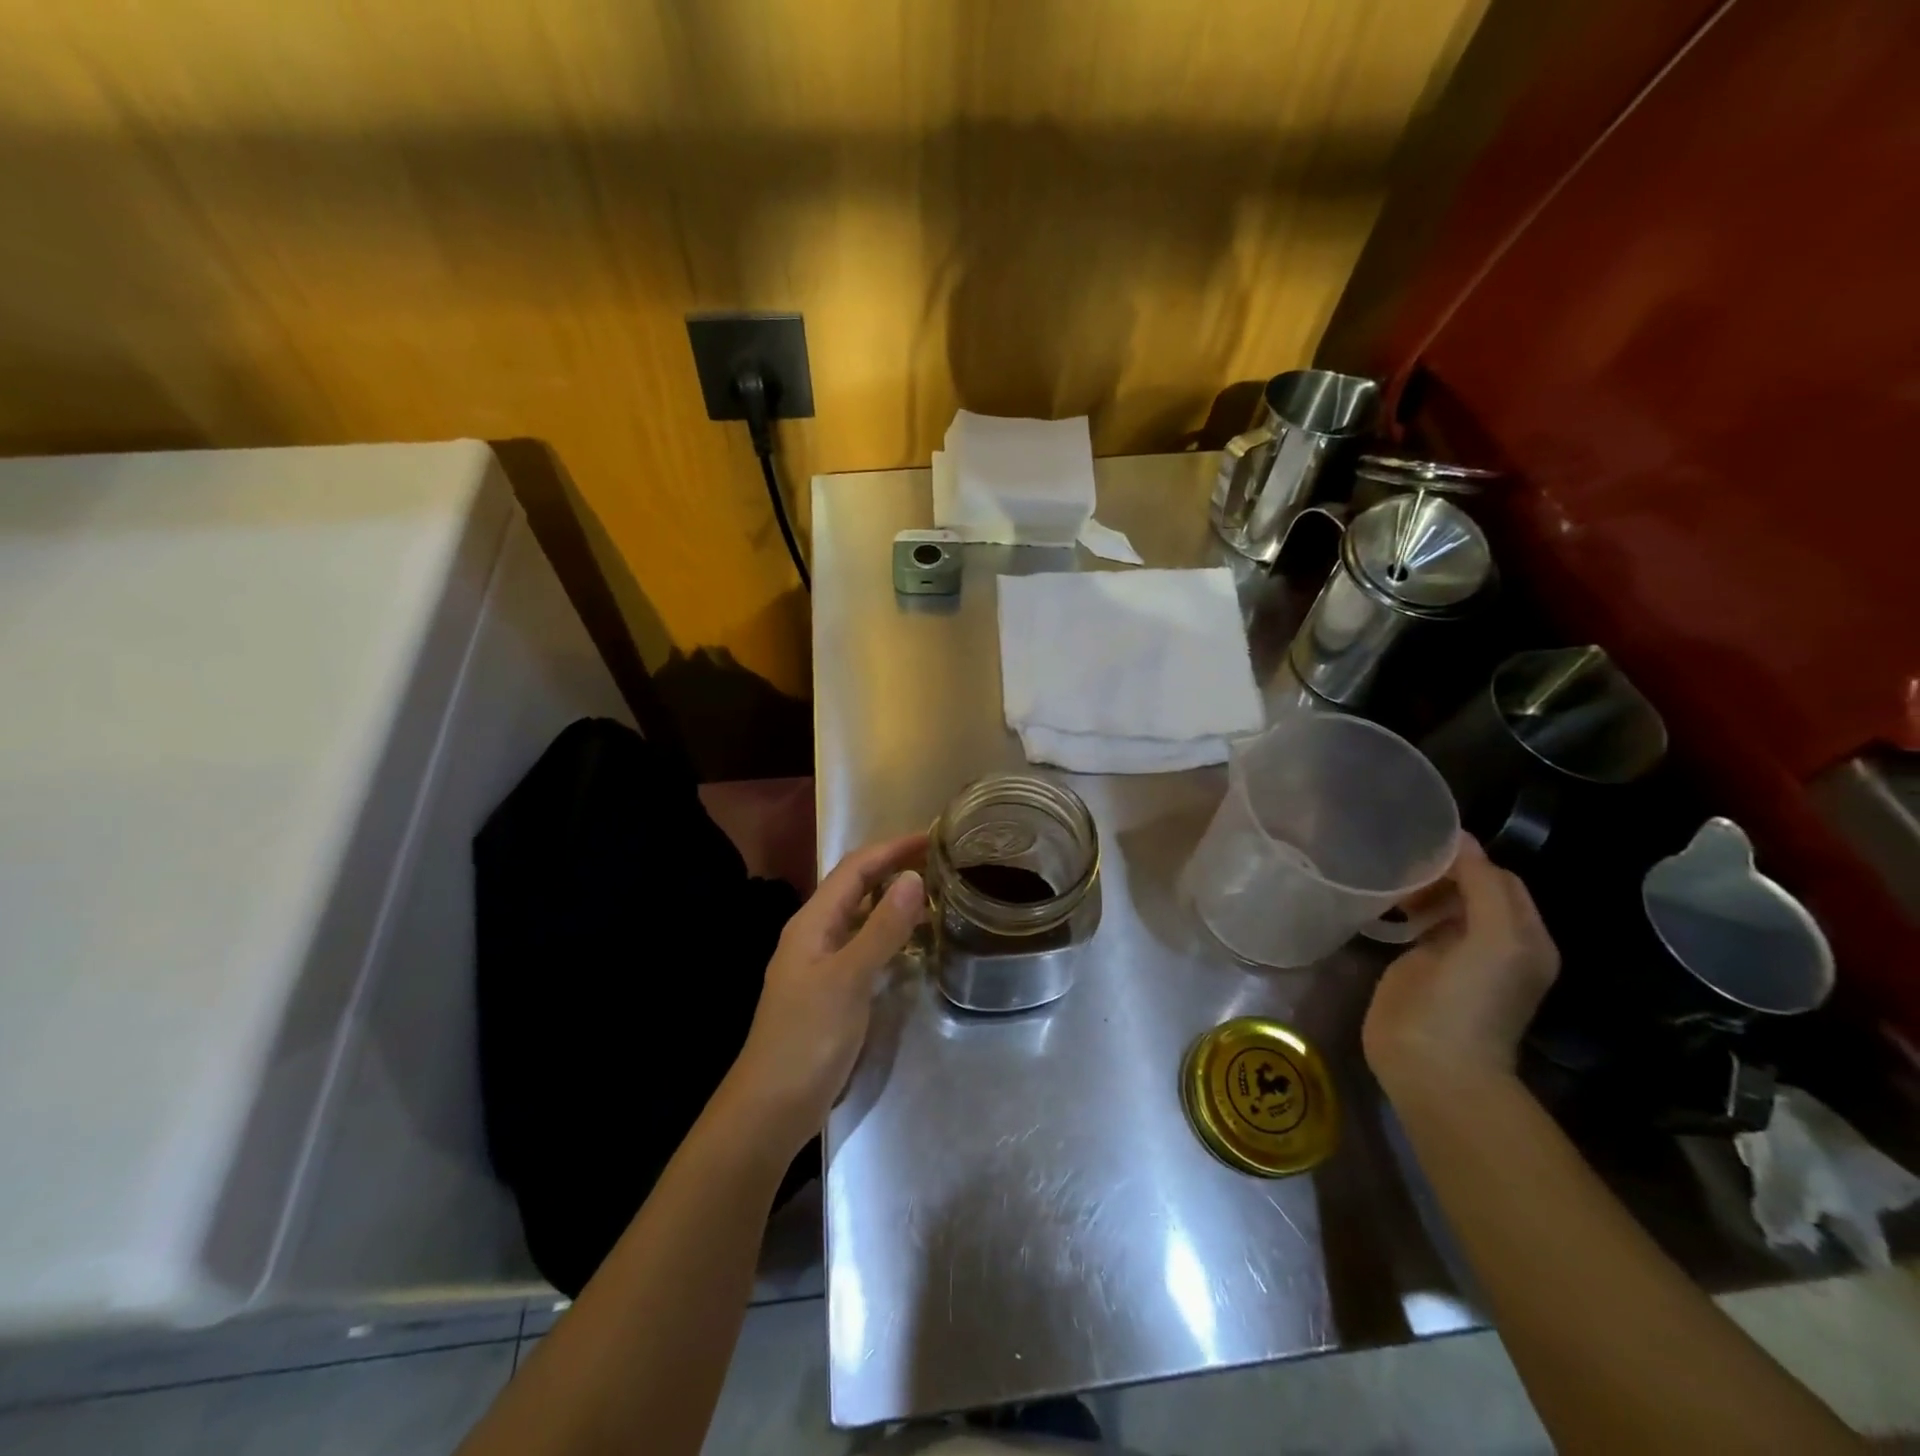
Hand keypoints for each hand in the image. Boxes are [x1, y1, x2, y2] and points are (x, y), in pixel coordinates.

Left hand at [724, 833, 928, 1153]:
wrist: (771, 1107)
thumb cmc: (807, 1038)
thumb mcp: (849, 979)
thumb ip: (882, 929)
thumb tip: (912, 878)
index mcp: (812, 922)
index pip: (855, 868)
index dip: (892, 848)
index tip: (932, 836)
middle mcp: (814, 934)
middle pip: (856, 887)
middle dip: (894, 868)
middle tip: (940, 862)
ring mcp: (821, 963)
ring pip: (861, 917)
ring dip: (893, 901)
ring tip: (935, 895)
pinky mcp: (831, 990)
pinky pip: (864, 946)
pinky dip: (889, 935)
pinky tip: (914, 944)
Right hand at [1362, 835, 1559, 1096]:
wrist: (1432, 1064)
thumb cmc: (1470, 1001)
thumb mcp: (1495, 939)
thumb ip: (1483, 885)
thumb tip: (1459, 838)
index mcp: (1523, 935)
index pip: (1499, 878)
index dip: (1467, 858)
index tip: (1424, 843)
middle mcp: (1495, 941)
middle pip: (1471, 887)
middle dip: (1441, 869)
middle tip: (1402, 862)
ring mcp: (1455, 954)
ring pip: (1442, 902)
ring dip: (1420, 886)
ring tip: (1391, 880)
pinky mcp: (1420, 965)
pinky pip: (1418, 923)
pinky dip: (1404, 906)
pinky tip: (1384, 903)